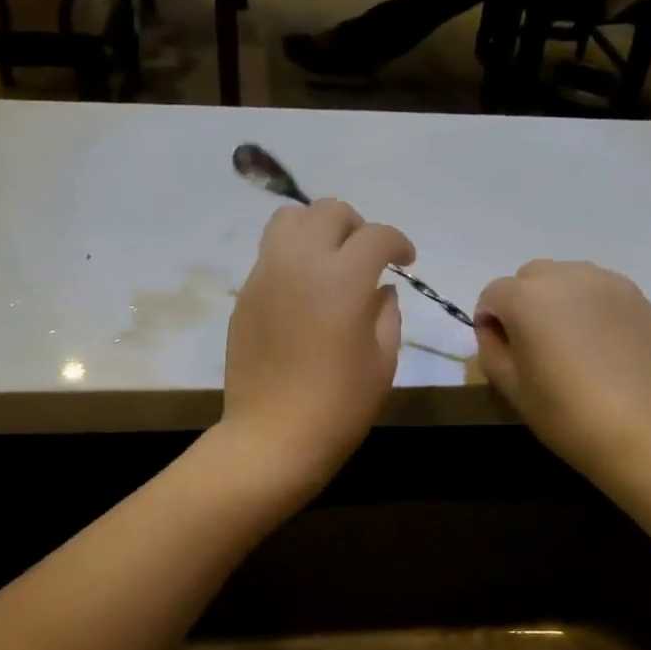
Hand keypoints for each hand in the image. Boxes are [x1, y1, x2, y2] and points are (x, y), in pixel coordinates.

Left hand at [222, 199, 414, 491]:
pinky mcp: (245, 295)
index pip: (376, 235)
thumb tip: (380, 290)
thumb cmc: (339, 406)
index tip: (405, 261)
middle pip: (329, 212)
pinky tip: (303, 292)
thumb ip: (386, 313)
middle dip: (356, 227)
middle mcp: (300, 262)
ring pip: (288, 219)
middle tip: (367, 258)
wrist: (272, 437)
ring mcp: (265, 275)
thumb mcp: (382, 361)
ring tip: (329, 262)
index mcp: (343, 278)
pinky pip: (269, 254)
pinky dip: (292, 256)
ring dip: (316, 229)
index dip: (398, 243)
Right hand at [474, 261, 650, 479]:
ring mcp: (605, 282)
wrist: (644, 429)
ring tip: (569, 341)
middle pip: (530, 277)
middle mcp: (565, 276)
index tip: (501, 350)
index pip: (492, 293)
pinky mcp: (636, 295)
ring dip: (557, 300)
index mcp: (526, 298)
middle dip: (522, 302)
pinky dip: (589, 305)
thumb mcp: (511, 388)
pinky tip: (599, 343)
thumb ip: (491, 348)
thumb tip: (494, 329)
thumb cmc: (566, 413)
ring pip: (566, 278)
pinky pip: (598, 289)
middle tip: (534, 344)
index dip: (489, 321)